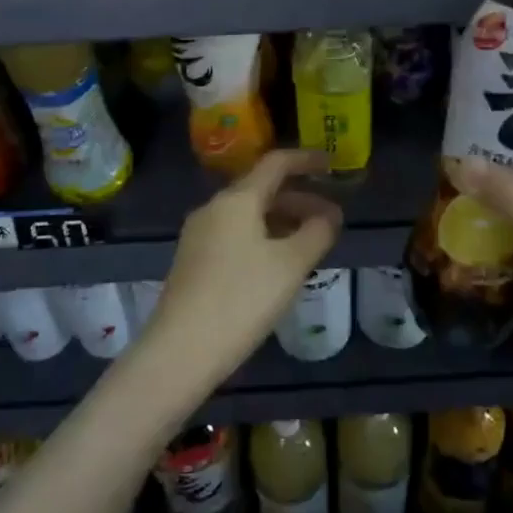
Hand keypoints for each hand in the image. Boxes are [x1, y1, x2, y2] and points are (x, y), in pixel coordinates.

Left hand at [142, 150, 343, 387]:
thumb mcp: (291, 265)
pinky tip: (278, 265)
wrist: (180, 352)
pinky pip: (235, 235)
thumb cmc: (241, 299)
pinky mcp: (193, 262)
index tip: (332, 166)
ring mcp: (199, 236)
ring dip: (282, 221)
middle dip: (299, 199)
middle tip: (331, 219)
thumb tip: (330, 215)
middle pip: (261, 190)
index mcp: (236, 200)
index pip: (275, 163)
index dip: (306, 160)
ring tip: (310, 244)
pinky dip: (263, 238)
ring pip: (248, 215)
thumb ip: (317, 233)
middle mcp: (213, 209)